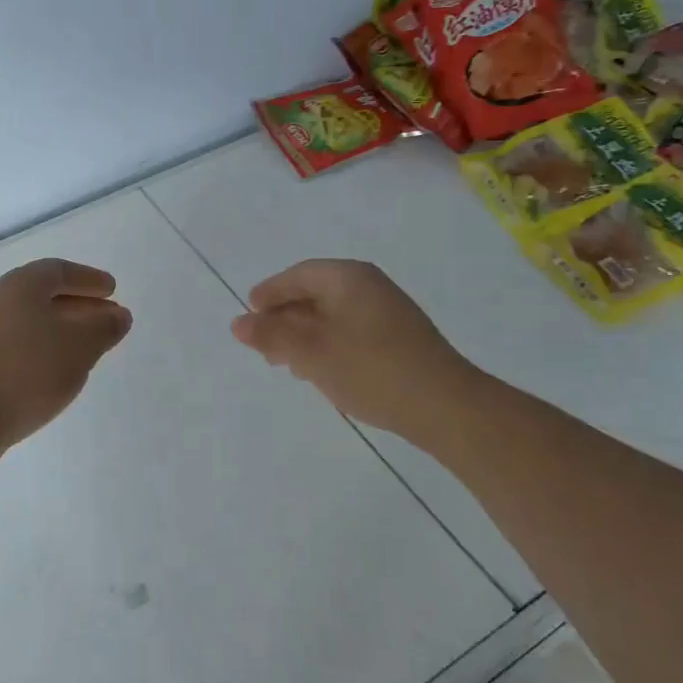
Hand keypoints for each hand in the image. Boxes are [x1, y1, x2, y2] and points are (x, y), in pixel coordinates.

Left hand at [0, 259, 132, 451]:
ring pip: (33, 322)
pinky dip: (45, 349)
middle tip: (107, 318)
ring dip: (63, 330)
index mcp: (22, 285)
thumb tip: (118, 315)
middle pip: (45, 295)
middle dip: (80, 305)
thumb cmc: (28, 370)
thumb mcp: (80, 345)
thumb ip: (104, 327)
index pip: (60, 271)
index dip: (88, 279)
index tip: (112, 290)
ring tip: (88, 347)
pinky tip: (58, 370)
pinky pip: (21, 345)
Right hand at [230, 259, 475, 438]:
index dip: (269, 293)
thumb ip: (272, 336)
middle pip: (315, 293)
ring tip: (288, 363)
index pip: (298, 275)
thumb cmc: (371, 370)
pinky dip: (328, 344)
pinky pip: (351, 330)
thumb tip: (237, 323)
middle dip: (286, 317)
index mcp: (348, 278)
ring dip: (306, 334)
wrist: (444, 406)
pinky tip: (322, 370)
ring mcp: (388, 311)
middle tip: (264, 344)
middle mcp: (369, 286)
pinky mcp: (399, 337)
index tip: (248, 313)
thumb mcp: (311, 353)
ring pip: (333, 315)